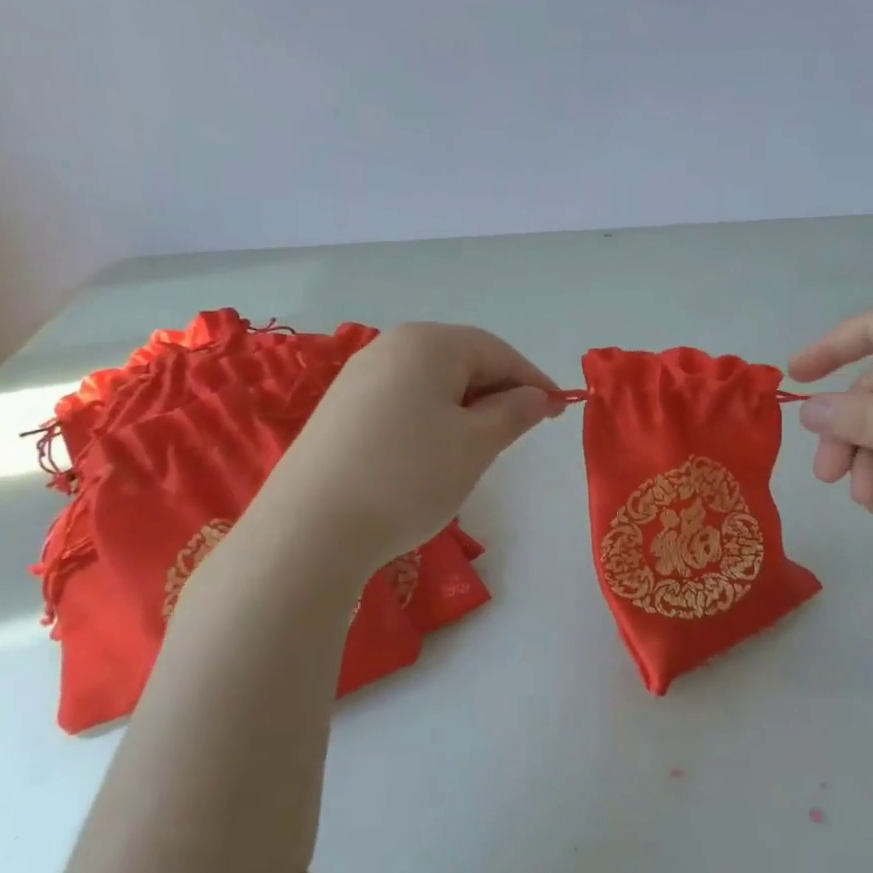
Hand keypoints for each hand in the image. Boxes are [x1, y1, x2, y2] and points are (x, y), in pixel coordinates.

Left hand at [256, 322, 559, 569]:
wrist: (311, 529)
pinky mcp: (339, 412)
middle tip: (522, 431)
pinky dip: (431, 420)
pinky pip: (402, 403)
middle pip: (461, 361)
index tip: (560, 410)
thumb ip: (514, 412)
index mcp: (428, 344)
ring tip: (480, 447)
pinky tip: (432, 455)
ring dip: (465, 408)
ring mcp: (358, 379)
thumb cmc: (409, 476)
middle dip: (498, 392)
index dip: (533, 380)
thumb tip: (536, 395)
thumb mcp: (476, 445)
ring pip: (431, 384)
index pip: (497, 351)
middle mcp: (389, 348)